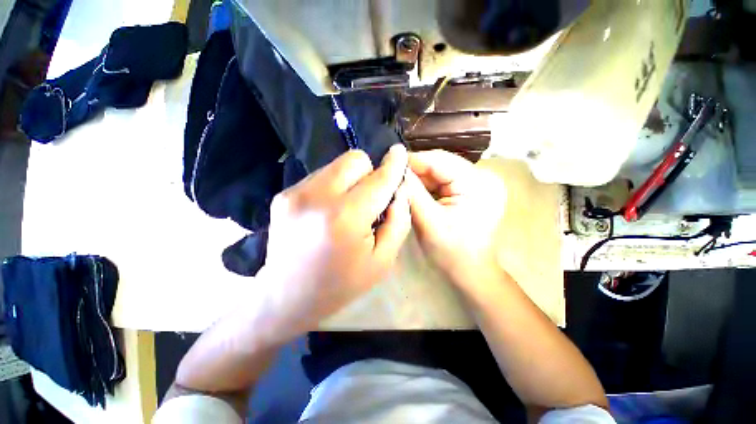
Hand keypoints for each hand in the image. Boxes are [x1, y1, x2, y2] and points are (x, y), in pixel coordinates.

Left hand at [259, 145, 410, 338]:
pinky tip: (327, 211)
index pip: (378, 179)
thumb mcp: (382, 260)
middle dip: (368, 173)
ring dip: (349, 180)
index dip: (393, 165)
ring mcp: (295, 193)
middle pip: (355, 159)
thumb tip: (398, 190)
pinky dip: (331, 187)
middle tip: (367, 199)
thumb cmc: (341, 284)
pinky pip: (320, 176)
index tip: (399, 152)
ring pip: (336, 165)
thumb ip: (398, 221)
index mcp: (346, 218)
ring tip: (346, 208)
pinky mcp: (283, 194)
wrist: (287, 296)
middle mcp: (318, 197)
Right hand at [405, 150, 506, 284]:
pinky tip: (415, 192)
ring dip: (420, 178)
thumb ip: (412, 193)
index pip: (439, 160)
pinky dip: (427, 185)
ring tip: (401, 185)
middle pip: (440, 164)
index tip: (389, 165)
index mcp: (478, 183)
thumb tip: (395, 168)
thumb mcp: (429, 222)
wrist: (470, 271)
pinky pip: (443, 181)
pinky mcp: (471, 190)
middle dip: (415, 171)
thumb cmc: (452, 252)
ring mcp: (478, 183)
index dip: (412, 160)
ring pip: (440, 172)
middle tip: (393, 178)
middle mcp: (482, 177)